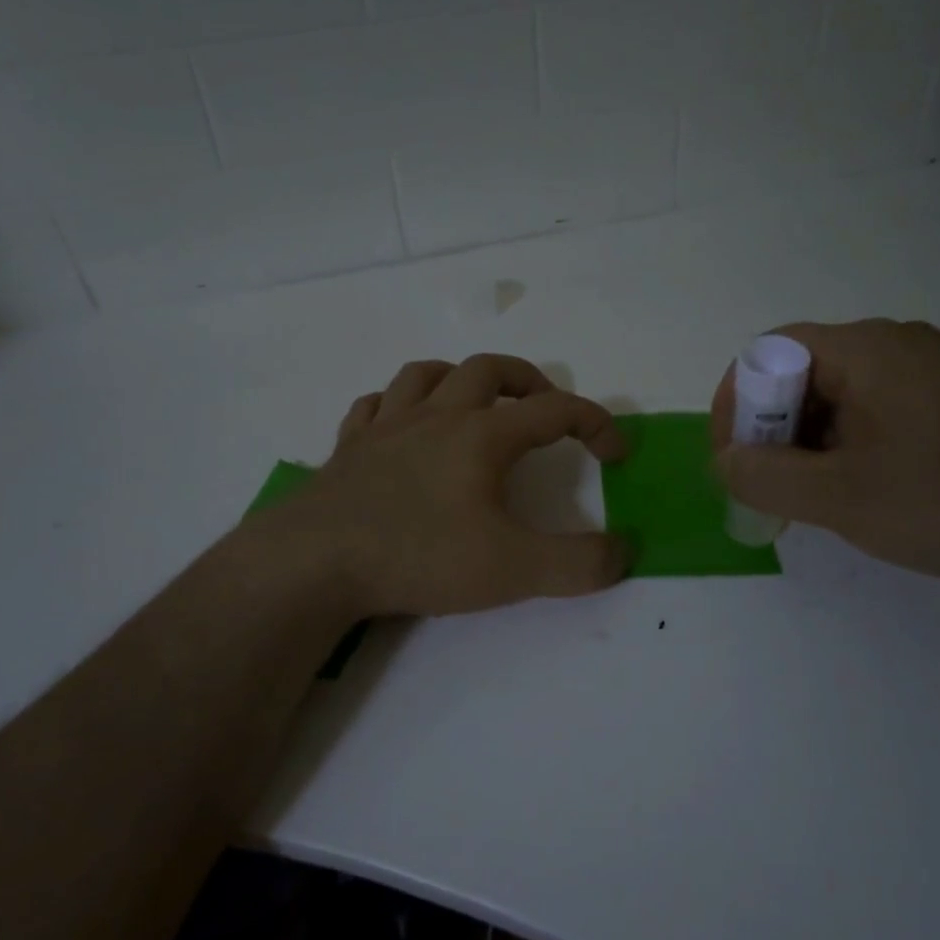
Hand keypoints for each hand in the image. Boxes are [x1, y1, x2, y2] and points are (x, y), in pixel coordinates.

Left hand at [262, 354, 630, 617]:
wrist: (315, 561)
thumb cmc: (420, 556)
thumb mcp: (513, 570)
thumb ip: (578, 564)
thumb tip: (623, 552)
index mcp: (481, 436)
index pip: (555, 411)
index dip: (595, 424)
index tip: (615, 454)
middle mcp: (436, 417)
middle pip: (489, 369)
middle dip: (528, 381)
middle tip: (545, 409)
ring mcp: (385, 427)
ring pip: (426, 374)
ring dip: (460, 380)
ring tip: (475, 405)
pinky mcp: (348, 448)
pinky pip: (374, 405)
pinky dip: (396, 405)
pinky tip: (400, 424)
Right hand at [710, 320, 939, 583]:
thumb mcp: (841, 498)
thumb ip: (766, 476)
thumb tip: (726, 460)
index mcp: (867, 348)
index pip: (769, 352)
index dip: (737, 402)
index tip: (732, 457)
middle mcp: (899, 343)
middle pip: (804, 371)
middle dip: (772, 427)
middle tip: (770, 484)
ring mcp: (935, 368)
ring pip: (842, 393)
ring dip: (811, 440)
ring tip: (813, 495)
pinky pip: (880, 407)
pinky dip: (851, 442)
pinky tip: (863, 488)